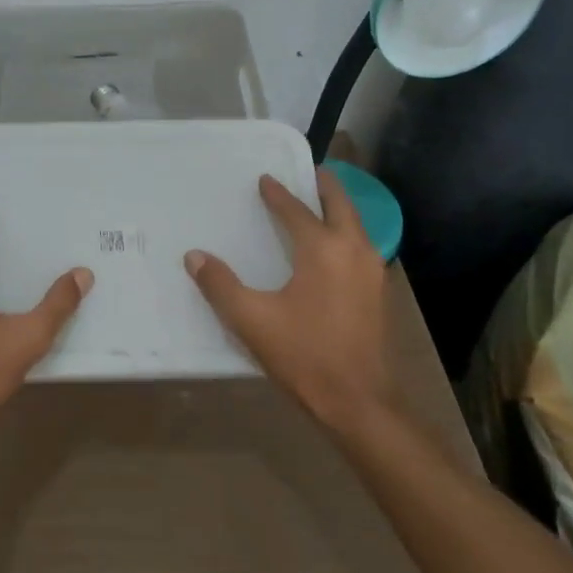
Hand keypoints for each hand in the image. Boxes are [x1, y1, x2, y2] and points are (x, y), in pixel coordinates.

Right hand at [185, 169, 393, 433]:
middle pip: (341, 205)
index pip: (297, 211)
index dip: (278, 194)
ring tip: (319, 205)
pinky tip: (332, 248)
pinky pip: (361, 247)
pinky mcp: (378, 294)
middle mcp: (354, 251)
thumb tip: (194, 256)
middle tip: (309, 172)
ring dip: (338, 209)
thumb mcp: (251, 320)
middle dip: (325, 186)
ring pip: (356, 226)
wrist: (359, 400)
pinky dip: (346, 233)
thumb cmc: (304, 355)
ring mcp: (372, 272)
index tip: (265, 180)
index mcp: (323, 250)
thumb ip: (220, 285)